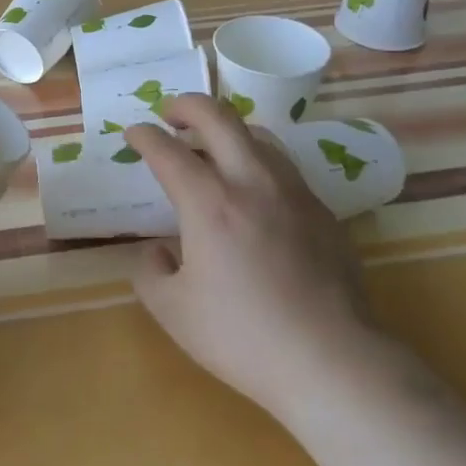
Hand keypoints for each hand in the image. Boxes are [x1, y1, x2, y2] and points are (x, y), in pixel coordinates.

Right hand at [127, 96, 381, 428]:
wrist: (331, 360)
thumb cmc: (243, 336)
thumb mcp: (173, 311)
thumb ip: (150, 271)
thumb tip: (157, 251)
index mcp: (208, 202)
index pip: (167, 150)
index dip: (144, 136)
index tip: (133, 134)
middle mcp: (251, 182)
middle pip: (218, 116)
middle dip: (187, 105)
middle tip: (170, 113)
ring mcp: (292, 192)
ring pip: (257, 134)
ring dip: (227, 129)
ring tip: (212, 145)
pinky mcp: (322, 211)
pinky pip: (284, 166)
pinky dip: (257, 160)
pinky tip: (254, 191)